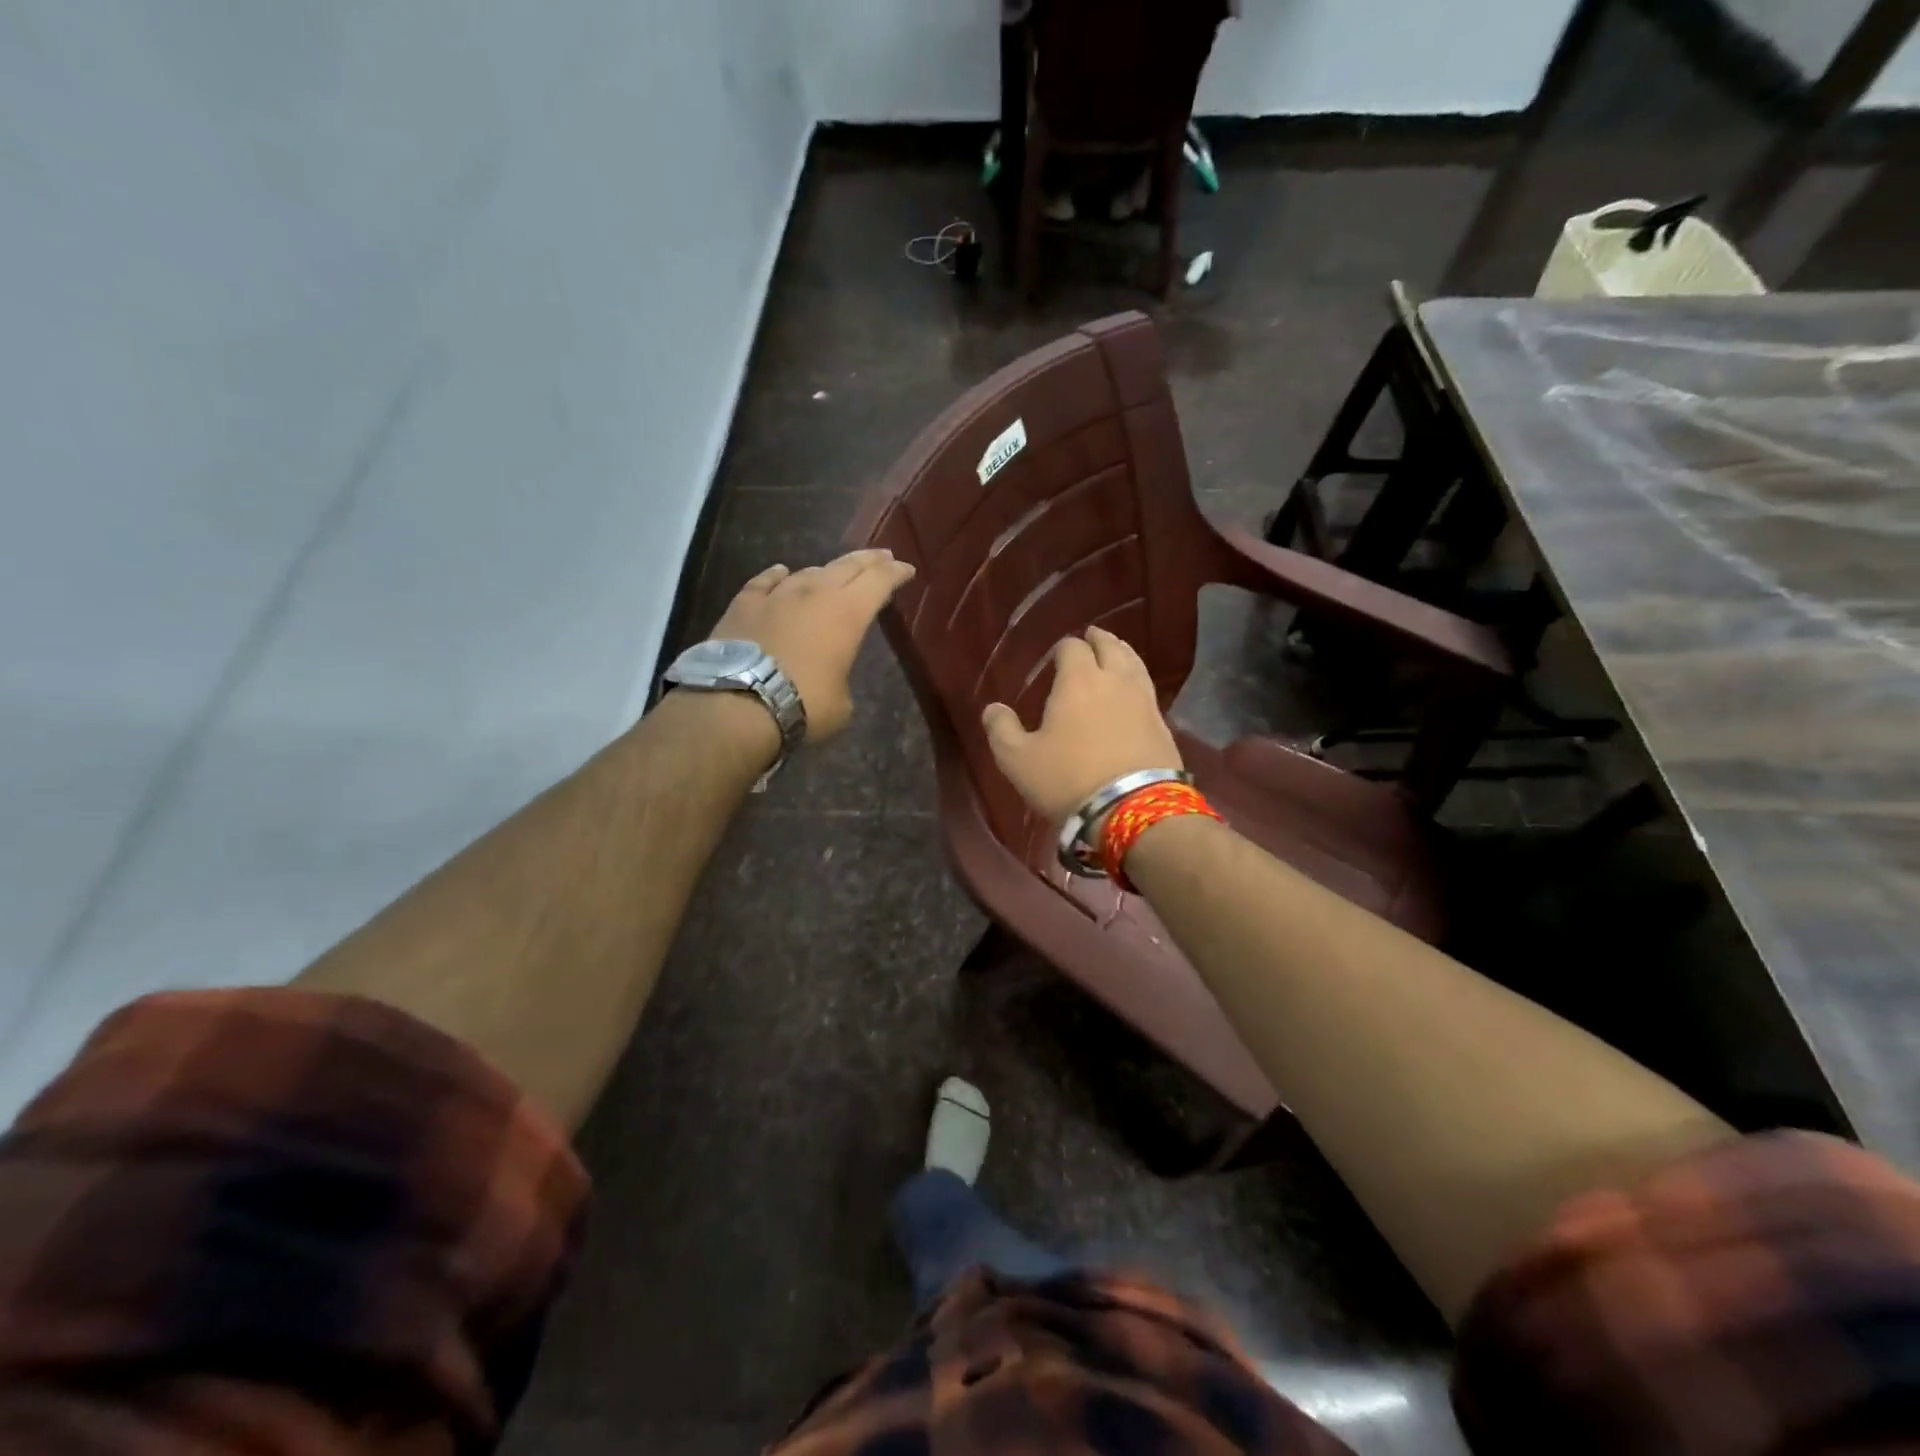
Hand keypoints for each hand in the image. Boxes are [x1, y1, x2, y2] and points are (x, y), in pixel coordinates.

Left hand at [709, 549, 915, 743]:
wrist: (740, 702)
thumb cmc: (804, 704)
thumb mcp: (842, 704)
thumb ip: (841, 679)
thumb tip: (830, 677)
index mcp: (848, 613)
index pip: (880, 581)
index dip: (896, 574)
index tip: (907, 569)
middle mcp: (815, 594)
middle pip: (847, 566)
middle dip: (868, 561)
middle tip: (882, 557)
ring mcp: (777, 595)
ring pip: (808, 572)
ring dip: (825, 571)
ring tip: (834, 573)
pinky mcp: (743, 604)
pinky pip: (765, 582)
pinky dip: (777, 576)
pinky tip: (780, 572)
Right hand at [981, 627, 1181, 823]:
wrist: (1133, 809)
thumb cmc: (1068, 780)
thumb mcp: (1018, 760)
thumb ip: (1001, 730)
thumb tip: (993, 709)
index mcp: (1078, 680)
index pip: (1072, 648)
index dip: (1063, 647)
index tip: (1057, 652)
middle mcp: (1115, 681)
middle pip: (1111, 647)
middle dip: (1099, 640)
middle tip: (1092, 637)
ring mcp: (1144, 701)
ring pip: (1135, 664)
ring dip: (1123, 654)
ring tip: (1116, 653)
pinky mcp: (1163, 725)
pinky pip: (1148, 690)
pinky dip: (1138, 682)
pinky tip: (1133, 692)